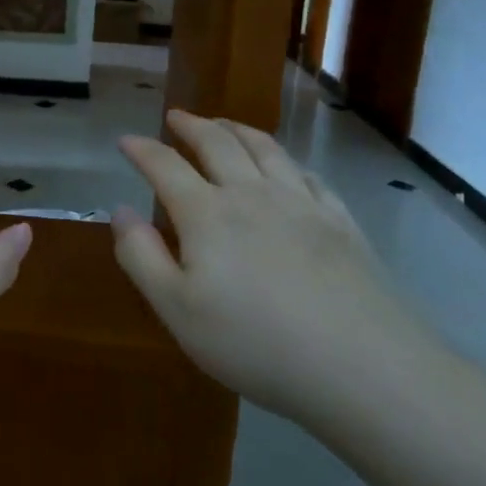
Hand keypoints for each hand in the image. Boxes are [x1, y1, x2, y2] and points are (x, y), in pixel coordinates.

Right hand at [112, 111, 414, 419]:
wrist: (365, 368)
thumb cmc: (255, 343)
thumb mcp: (177, 309)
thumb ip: (141, 256)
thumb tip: (120, 210)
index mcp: (206, 213)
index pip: (165, 166)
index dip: (142, 149)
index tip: (126, 140)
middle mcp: (251, 195)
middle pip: (217, 144)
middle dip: (191, 126)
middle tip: (176, 117)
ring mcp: (301, 204)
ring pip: (264, 149)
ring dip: (237, 130)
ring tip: (224, 124)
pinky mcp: (341, 223)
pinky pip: (308, 176)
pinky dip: (286, 161)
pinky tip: (286, 167)